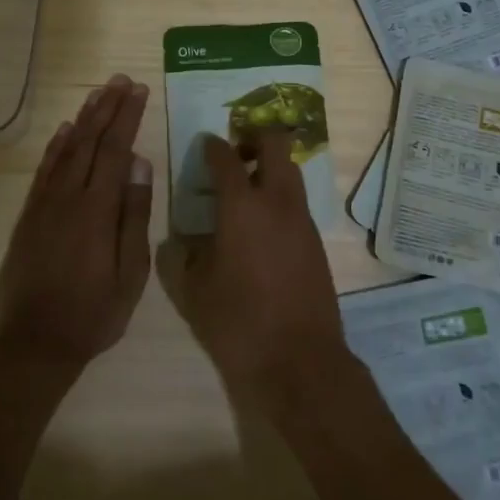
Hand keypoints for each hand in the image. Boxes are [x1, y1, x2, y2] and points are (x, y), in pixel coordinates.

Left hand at [0, 74, 153, 372]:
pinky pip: (43, 171)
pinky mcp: (28, 217)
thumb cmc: (93, 313)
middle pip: (89, 141)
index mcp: (97, 209)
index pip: (115, 150)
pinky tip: (64, 131)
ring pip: (65, 150)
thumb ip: (135, 215)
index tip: (139, 90)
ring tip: (98, 94)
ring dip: (83, 118)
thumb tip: (140, 165)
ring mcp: (43, 205)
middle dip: (107, 107)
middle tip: (121, 80)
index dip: (128, 117)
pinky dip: (55, 146)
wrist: (34, 345)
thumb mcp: (130, 272)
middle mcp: (68, 197)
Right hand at [156, 129, 352, 414]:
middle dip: (254, 138)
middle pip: (275, 144)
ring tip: (246, 191)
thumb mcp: (194, 291)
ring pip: (290, 171)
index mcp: (242, 206)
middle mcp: (277, 201)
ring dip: (270, 167)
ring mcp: (302, 219)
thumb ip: (183, 257)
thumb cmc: (238, 323)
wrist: (300, 361)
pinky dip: (280, 197)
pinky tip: (262, 225)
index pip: (226, 157)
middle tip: (234, 155)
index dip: (212, 145)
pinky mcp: (316, 240)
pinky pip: (297, 201)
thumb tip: (182, 240)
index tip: (205, 144)